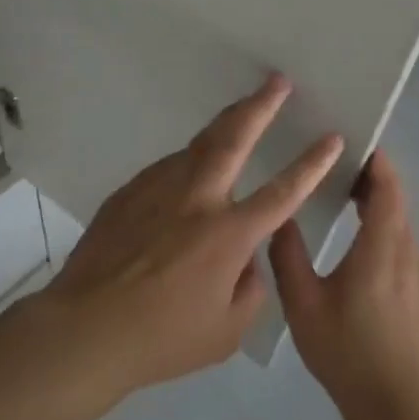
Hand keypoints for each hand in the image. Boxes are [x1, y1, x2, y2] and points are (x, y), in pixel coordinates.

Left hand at [42, 74, 343, 400]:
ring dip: (223, 127)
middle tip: (277, 81)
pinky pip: (168, 168)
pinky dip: (188, 162)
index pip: (282, 192)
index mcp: (227, 234)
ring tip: (241, 114)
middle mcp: (196, 198)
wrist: (86, 326)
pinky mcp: (130, 190)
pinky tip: (190, 171)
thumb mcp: (226, 331)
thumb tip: (246, 257)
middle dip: (260, 105)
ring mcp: (158, 188)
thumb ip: (250, 288)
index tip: (332, 137)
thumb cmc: (162, 338)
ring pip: (197, 145)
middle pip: (234, 138)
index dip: (311, 164)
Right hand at [270, 150, 418, 419]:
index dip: (377, 161)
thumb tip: (279, 217)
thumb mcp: (303, 306)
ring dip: (379, 205)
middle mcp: (409, 255)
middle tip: (337, 164)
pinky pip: (405, 248)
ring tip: (344, 199)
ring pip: (402, 226)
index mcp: (381, 250)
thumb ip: (288, 256)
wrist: (401, 412)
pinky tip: (361, 249)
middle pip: (397, 202)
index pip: (388, 189)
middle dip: (372, 178)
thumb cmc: (348, 354)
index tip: (356, 140)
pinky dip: (386, 232)